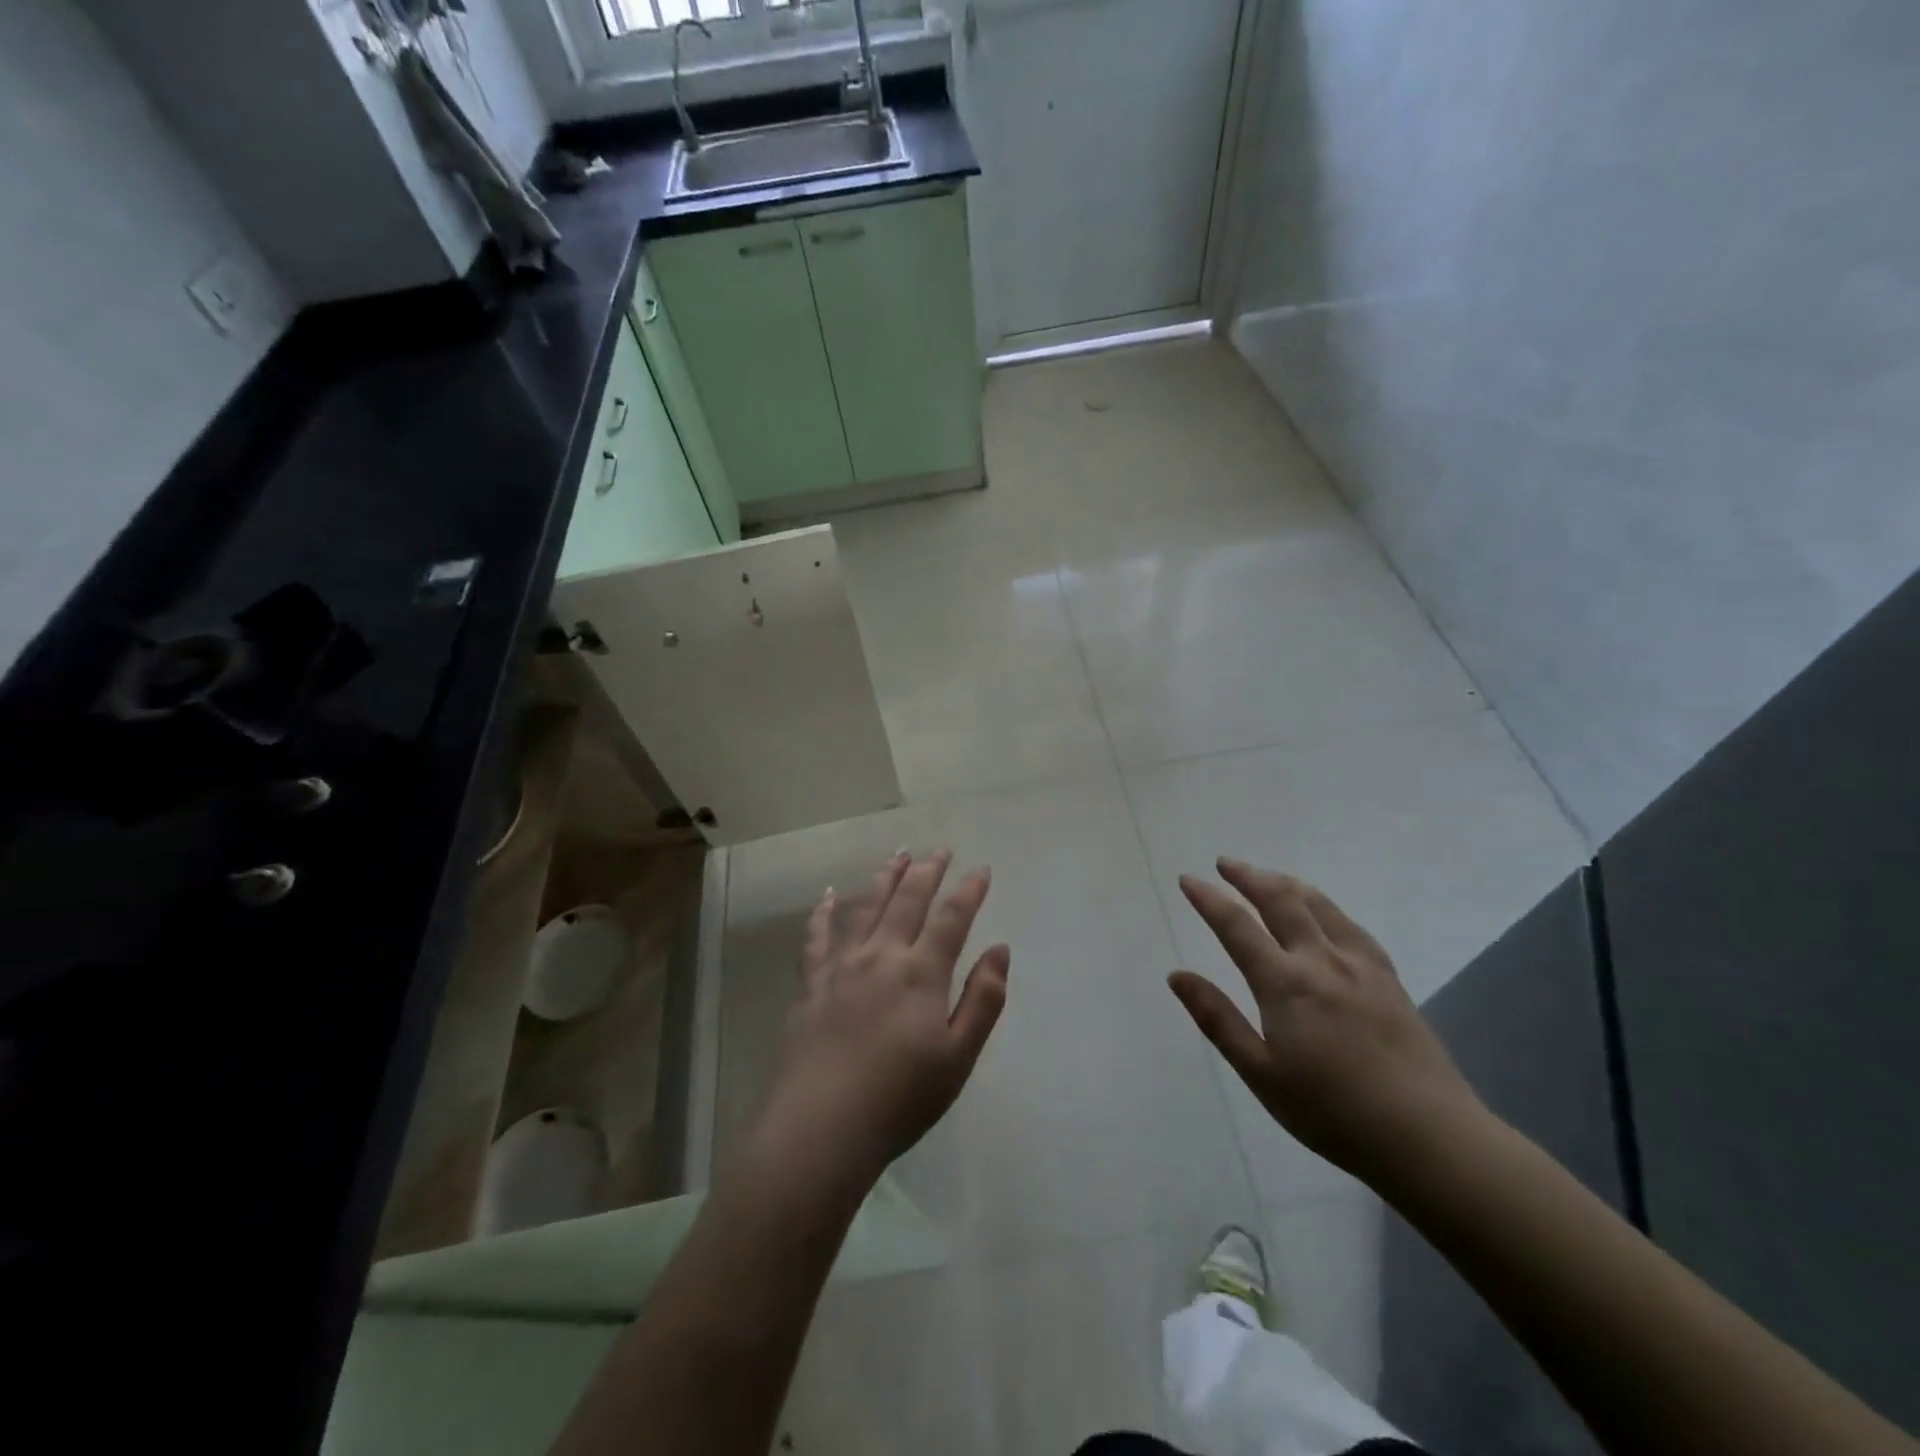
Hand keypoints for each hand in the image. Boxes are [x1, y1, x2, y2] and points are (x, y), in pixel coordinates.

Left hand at [757, 850, 1009, 1189]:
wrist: (821, 1128)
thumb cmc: (900, 1099)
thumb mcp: (958, 1057)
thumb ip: (982, 1000)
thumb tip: (999, 949)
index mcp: (921, 973)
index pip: (951, 918)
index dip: (969, 890)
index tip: (981, 868)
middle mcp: (882, 956)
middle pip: (908, 901)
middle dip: (927, 871)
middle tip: (940, 849)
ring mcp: (842, 966)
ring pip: (866, 907)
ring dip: (885, 878)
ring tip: (898, 855)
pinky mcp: (811, 983)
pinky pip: (817, 937)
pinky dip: (822, 912)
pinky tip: (826, 895)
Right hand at [1169, 859, 1480, 1181]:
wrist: (1427, 1136)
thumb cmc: (1331, 1111)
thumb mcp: (1261, 1073)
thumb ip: (1218, 1019)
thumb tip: (1177, 975)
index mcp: (1285, 984)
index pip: (1236, 926)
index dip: (1209, 899)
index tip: (1188, 879)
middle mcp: (1321, 961)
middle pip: (1280, 900)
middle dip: (1248, 876)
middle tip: (1225, 864)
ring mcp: (1360, 965)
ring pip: (1318, 904)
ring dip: (1285, 883)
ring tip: (1266, 876)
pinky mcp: (1388, 977)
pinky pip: (1350, 925)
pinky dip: (1324, 906)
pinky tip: (1323, 912)